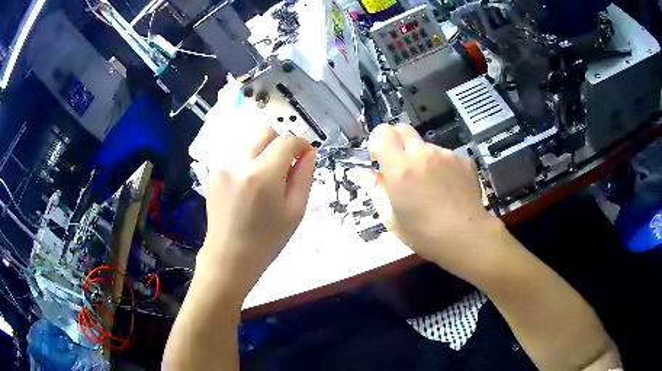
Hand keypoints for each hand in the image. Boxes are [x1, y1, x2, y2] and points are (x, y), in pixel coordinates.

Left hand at [198, 125, 314, 296]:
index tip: (306, 154)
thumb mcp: (295, 211)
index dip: (301, 144)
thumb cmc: (267, 240)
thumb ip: (304, 176)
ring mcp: (222, 165)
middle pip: (264, 130)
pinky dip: (249, 156)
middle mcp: (239, 162)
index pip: (286, 141)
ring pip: (248, 138)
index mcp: (263, 175)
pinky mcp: (214, 171)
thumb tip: (308, 152)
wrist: (229, 256)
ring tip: (269, 171)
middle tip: (287, 161)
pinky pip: (236, 151)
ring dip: (264, 147)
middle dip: (280, 139)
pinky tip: (252, 179)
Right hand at [365, 124, 501, 277]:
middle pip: (403, 129)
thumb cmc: (423, 234)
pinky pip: (446, 156)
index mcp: (400, 168)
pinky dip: (442, 166)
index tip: (380, 160)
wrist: (466, 237)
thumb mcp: (391, 217)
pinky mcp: (463, 160)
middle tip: (402, 168)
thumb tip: (359, 173)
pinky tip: (448, 188)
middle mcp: (422, 154)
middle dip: (398, 143)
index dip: (378, 142)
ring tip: (430, 185)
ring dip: (422, 158)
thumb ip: (375, 189)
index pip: (382, 132)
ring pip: (426, 145)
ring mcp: (446, 155)